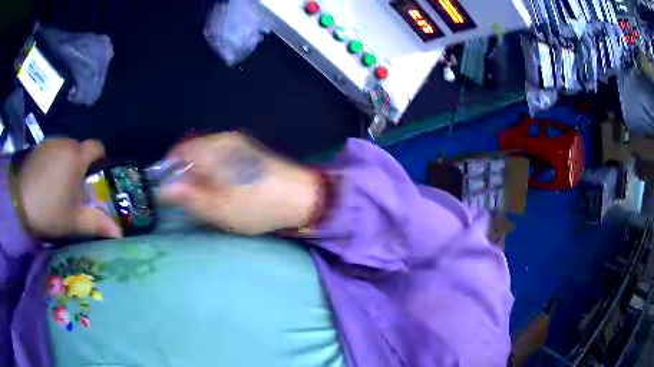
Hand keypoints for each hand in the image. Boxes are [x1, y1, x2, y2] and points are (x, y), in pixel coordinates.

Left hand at [16, 139, 122, 238]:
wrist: (18, 201)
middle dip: (81, 166)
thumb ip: (97, 224)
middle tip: (76, 190)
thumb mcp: (74, 222)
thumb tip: (120, 234)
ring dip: (66, 164)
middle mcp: (66, 142)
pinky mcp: (38, 146)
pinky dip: (54, 162)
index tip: (98, 175)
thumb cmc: (49, 210)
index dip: (101, 158)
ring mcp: (50, 142)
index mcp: (78, 157)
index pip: (97, 147)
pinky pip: (52, 151)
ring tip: (59, 186)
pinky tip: (46, 181)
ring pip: (65, 150)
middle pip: (80, 150)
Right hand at [159, 132, 318, 234]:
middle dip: (184, 174)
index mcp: (214, 149)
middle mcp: (223, 139)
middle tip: (188, 199)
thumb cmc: (259, 206)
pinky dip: (212, 171)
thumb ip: (189, 197)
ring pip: (205, 155)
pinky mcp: (247, 150)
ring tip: (206, 196)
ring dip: (199, 174)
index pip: (179, 152)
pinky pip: (219, 157)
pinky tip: (221, 188)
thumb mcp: (220, 209)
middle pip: (191, 152)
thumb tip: (163, 189)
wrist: (303, 197)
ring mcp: (237, 143)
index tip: (168, 192)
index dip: (169, 171)